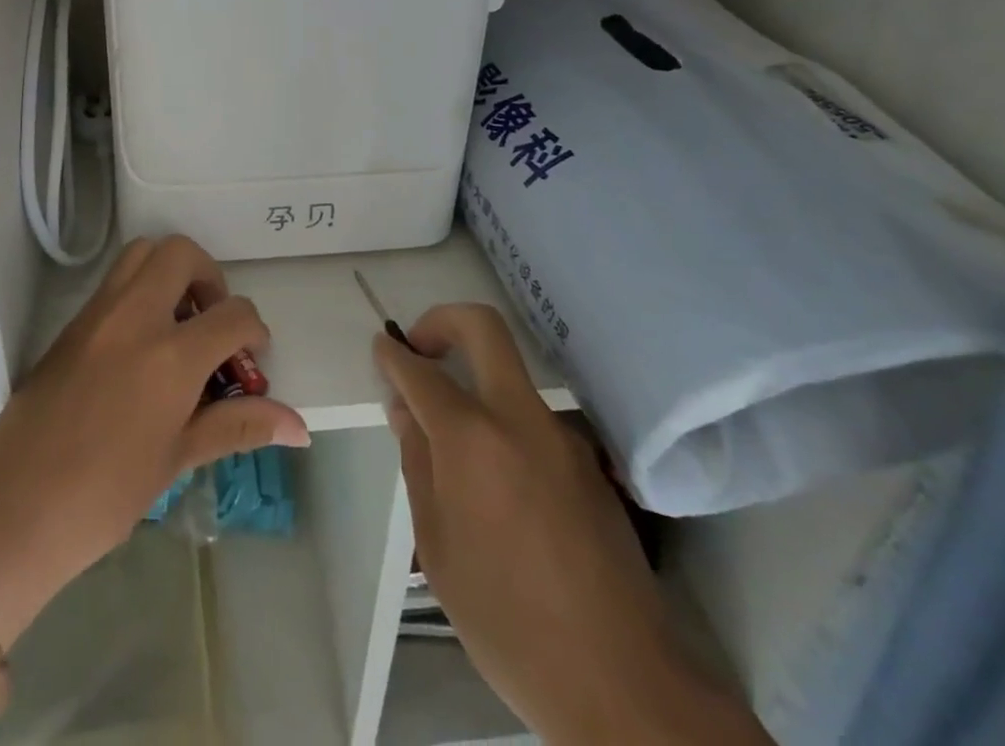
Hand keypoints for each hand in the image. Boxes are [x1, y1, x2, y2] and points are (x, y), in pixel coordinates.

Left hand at [0, 236, 309, 645]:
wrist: (14, 513)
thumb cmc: (105, 496)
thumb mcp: (178, 458)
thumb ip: (238, 426)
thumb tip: (299, 425)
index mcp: (169, 356)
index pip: (232, 314)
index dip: (253, 331)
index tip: (251, 359)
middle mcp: (134, 317)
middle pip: (181, 253)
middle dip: (210, 277)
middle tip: (211, 322)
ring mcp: (96, 314)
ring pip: (141, 254)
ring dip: (169, 272)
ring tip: (178, 324)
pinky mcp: (70, 324)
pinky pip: (113, 283)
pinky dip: (139, 291)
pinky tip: (140, 347)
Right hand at [376, 305, 766, 744]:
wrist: (622, 683)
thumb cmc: (507, 621)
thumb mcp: (437, 545)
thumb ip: (418, 462)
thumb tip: (406, 409)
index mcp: (473, 438)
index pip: (422, 372)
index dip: (394, 354)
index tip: (381, 346)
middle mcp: (520, 418)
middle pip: (483, 328)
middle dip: (442, 322)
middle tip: (421, 352)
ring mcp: (561, 435)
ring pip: (509, 376)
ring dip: (475, 382)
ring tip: (452, 446)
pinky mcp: (587, 461)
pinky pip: (532, 421)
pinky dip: (503, 425)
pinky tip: (498, 487)